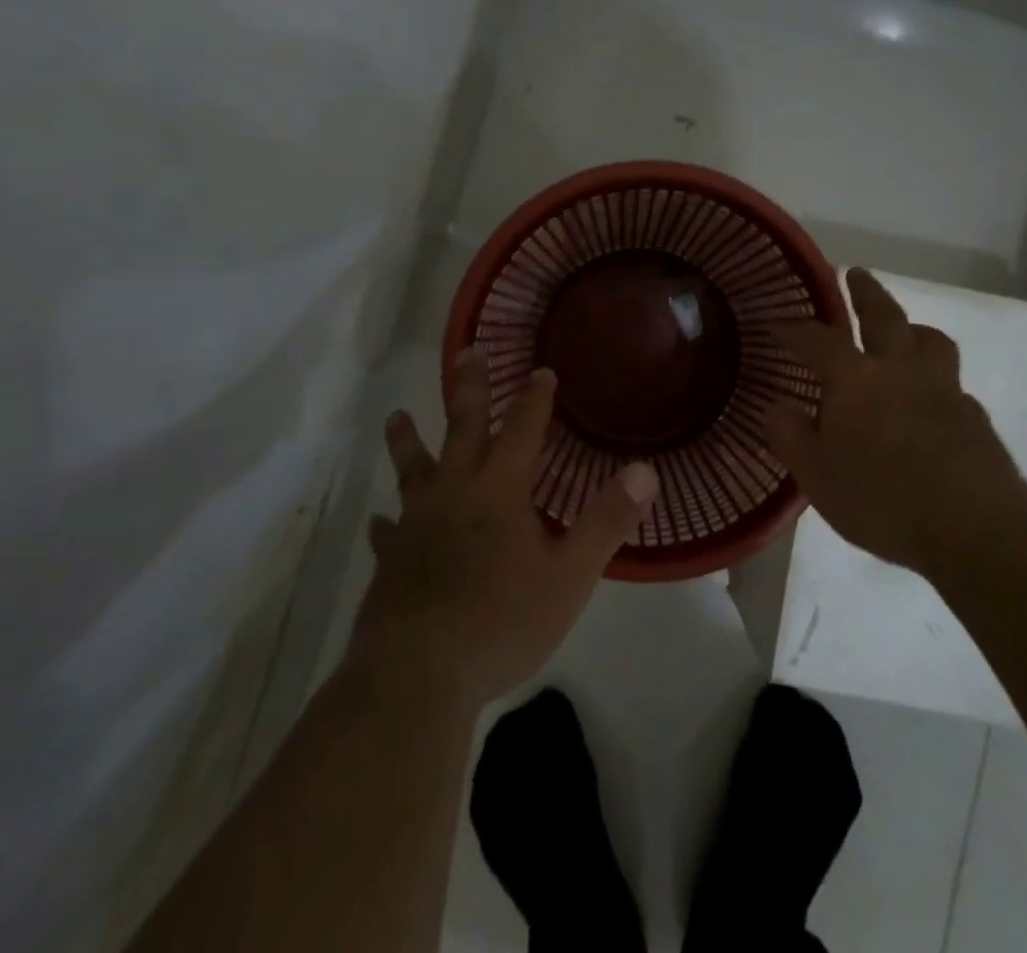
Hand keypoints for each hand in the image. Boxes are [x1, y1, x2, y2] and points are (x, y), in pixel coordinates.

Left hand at [347, 350, 659, 710]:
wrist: (418, 675)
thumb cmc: (502, 620)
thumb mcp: (570, 573)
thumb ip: (607, 520)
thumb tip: (645, 470)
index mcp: (499, 489)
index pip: (523, 429)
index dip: (535, 398)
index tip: (542, 370)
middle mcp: (454, 493)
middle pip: (463, 428)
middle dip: (470, 388)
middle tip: (468, 352)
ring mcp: (417, 525)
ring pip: (412, 470)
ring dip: (408, 441)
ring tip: (397, 416)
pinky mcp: (390, 562)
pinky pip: (388, 533)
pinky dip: (387, 523)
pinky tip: (381, 521)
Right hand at [767, 267, 1024, 574]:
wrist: (974, 528)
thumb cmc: (881, 499)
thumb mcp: (817, 477)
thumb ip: (791, 437)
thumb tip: (776, 406)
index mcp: (855, 379)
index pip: (817, 340)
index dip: (795, 329)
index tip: (778, 323)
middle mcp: (900, 370)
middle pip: (884, 316)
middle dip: (866, 292)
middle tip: (856, 273)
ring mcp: (943, 389)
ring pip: (930, 340)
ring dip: (912, 327)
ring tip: (904, 330)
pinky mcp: (974, 416)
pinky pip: (952, 382)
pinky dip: (936, 378)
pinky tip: (933, 398)